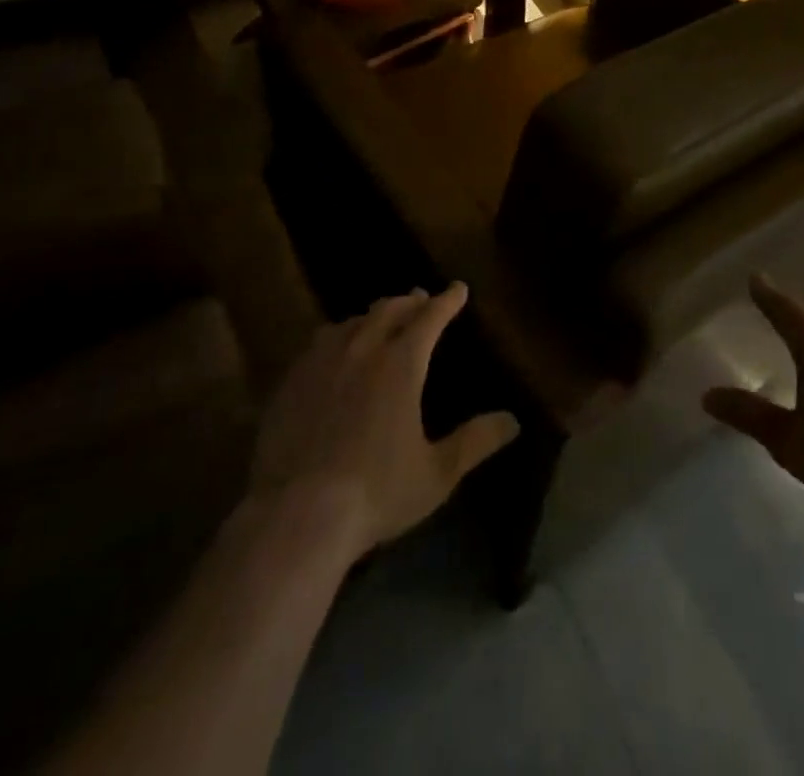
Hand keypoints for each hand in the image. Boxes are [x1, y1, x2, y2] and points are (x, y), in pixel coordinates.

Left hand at [247, 282, 519, 561]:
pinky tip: (334, 351)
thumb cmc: (376, 492)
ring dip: (372, 315)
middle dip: (410, 301)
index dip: (447, 301)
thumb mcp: (436, 473)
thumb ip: (474, 442)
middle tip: (421, 298)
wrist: (296, 514)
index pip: (430, 317)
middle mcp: (362, 350)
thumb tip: (512, 421)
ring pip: (352, 322)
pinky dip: (338, 336)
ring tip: (379, 319)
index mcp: (401, 364)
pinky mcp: (290, 381)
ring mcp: (321, 362)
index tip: (458, 289)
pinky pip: (318, 344)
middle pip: (389, 310)